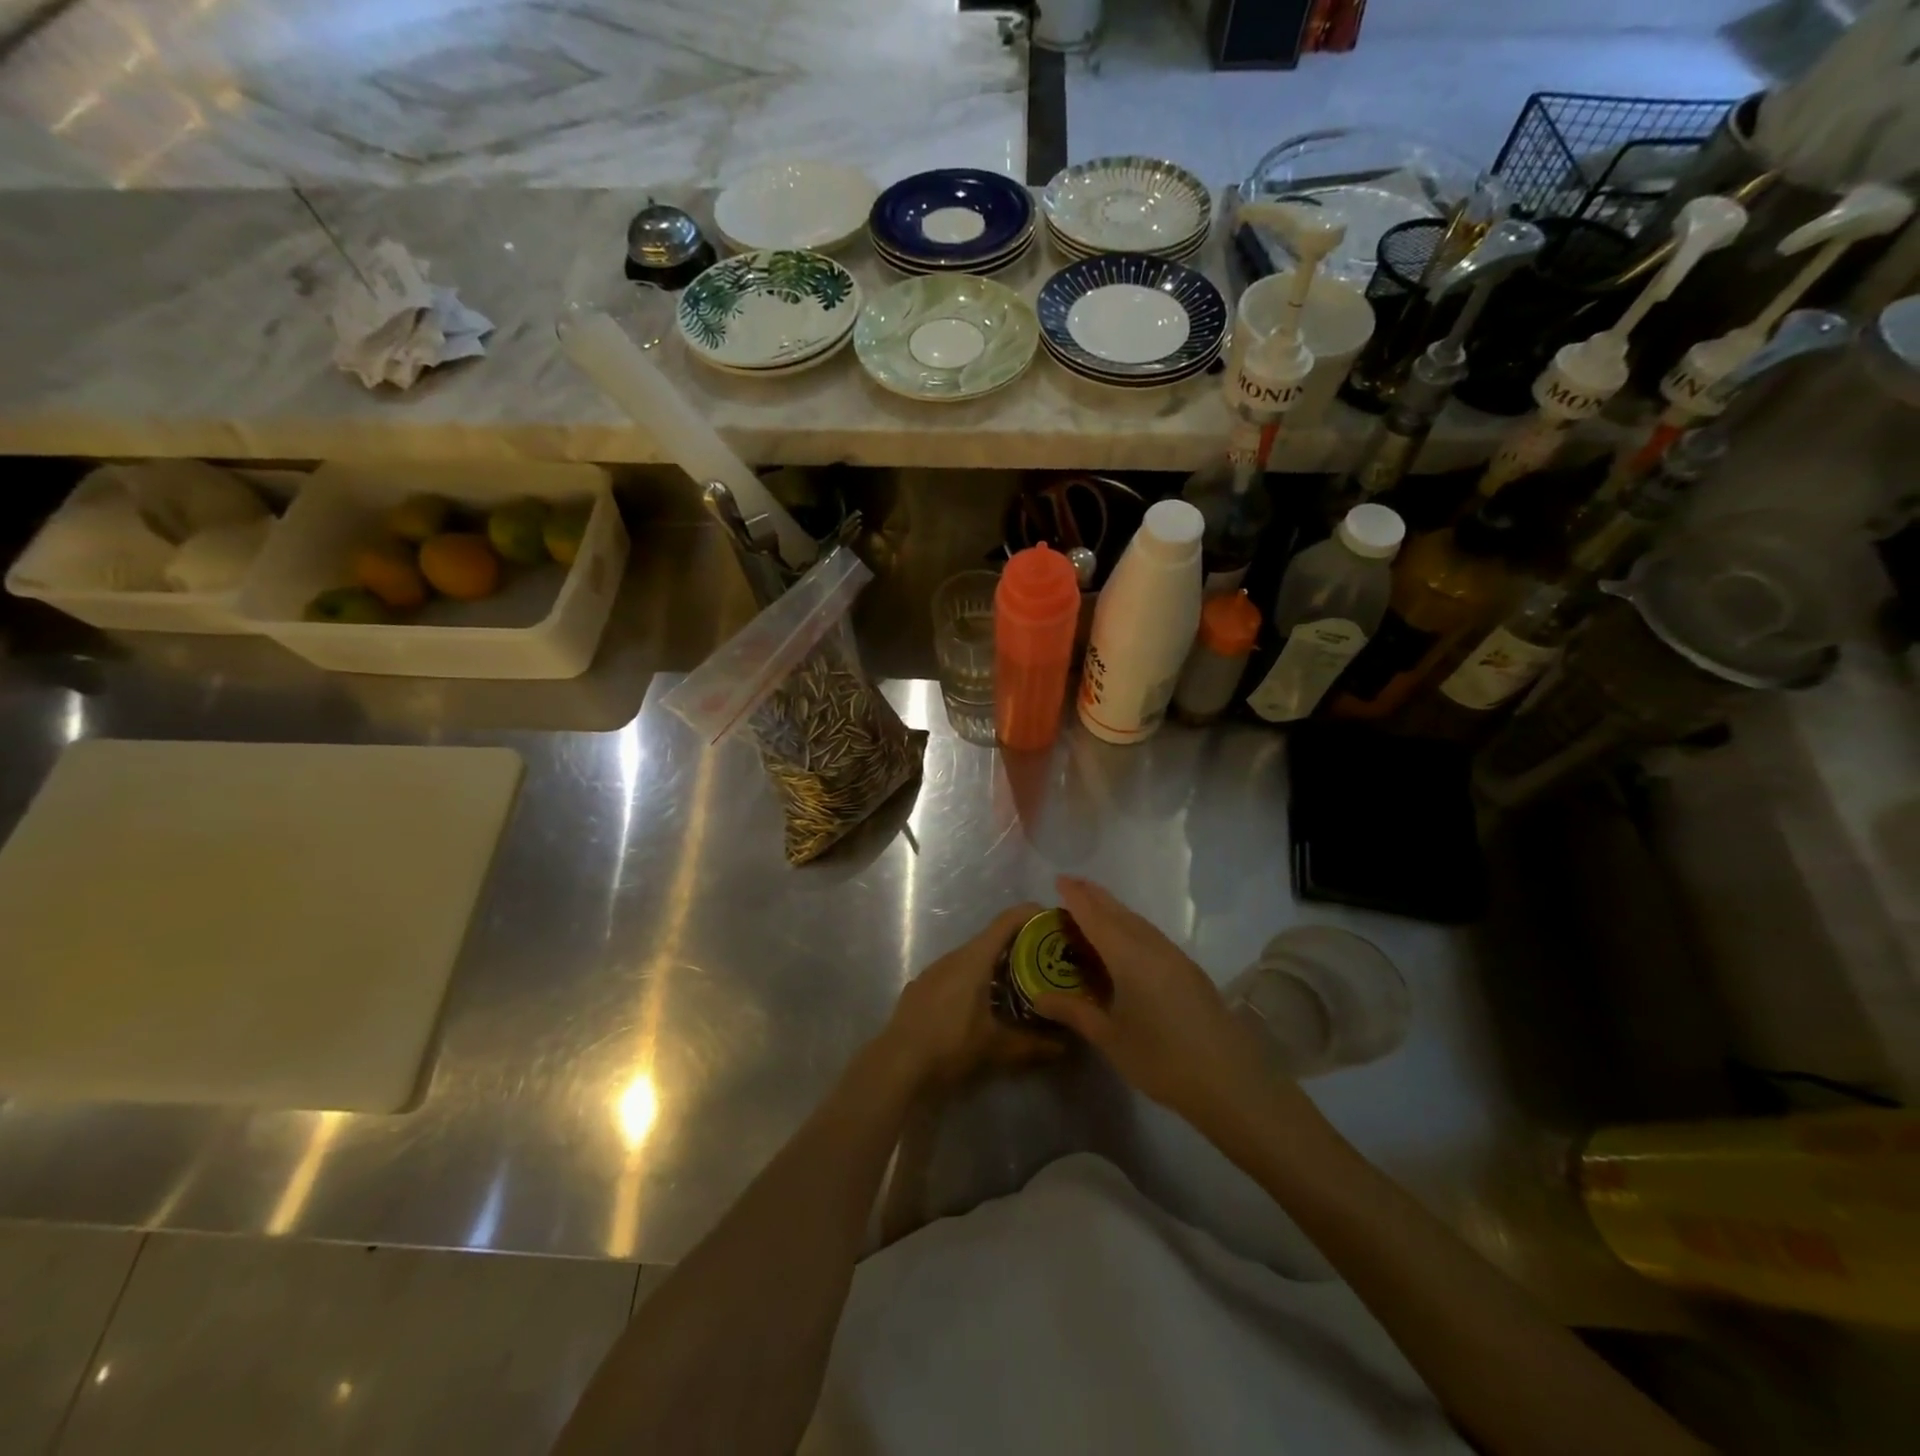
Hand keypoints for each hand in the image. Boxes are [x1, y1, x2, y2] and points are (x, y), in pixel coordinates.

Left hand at [880, 903, 1061, 1091]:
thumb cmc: (950, 1046)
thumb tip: (1066, 1046)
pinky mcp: (921, 988)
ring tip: (1019, 983)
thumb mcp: (997, 1048)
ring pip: (972, 957)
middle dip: (1020, 945)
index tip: (1054, 920)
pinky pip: (955, 973)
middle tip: (1046, 960)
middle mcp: (953, 956)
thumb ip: (1034, 1045)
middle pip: (991, 938)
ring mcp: (933, 971)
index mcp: (973, 959)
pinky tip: (983, 1003)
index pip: (1007, 921)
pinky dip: (975, 978)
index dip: (1032, 914)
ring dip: (996, 964)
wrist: (896, 1066)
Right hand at [1034, 875, 1271, 1128]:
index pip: (1096, 917)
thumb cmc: (1162, 1059)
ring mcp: (1175, 956)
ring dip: (1114, 910)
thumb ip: (1074, 1012)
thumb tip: (1039, 997)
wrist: (1230, 1081)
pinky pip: (1151, 935)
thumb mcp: (1110, 1038)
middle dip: (1094, 895)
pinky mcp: (1189, 970)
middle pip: (1119, 912)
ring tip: (1093, 908)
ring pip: (1138, 922)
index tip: (1058, 879)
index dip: (1076, 897)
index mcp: (1129, 956)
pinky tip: (1125, 940)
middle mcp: (1152, 946)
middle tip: (1071, 884)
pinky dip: (1130, 926)